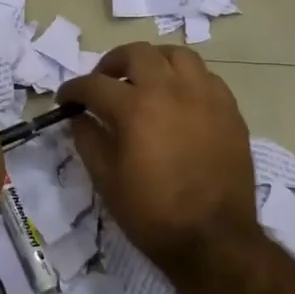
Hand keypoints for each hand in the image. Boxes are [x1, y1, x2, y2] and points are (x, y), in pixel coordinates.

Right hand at [59, 43, 261, 274]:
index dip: (73, 90)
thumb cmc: (151, 213)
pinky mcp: (229, 109)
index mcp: (135, 108)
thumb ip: (88, 139)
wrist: (213, 239)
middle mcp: (170, 90)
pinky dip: (184, 78)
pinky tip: (177, 99)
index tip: (65, 100)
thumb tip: (79, 117)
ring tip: (144, 81)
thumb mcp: (105, 179)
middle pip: (136, 54)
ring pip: (176, 55)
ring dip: (153, 61)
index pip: (94, 85)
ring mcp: (204, 96)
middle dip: (111, 64)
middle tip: (103, 83)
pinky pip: (205, 76)